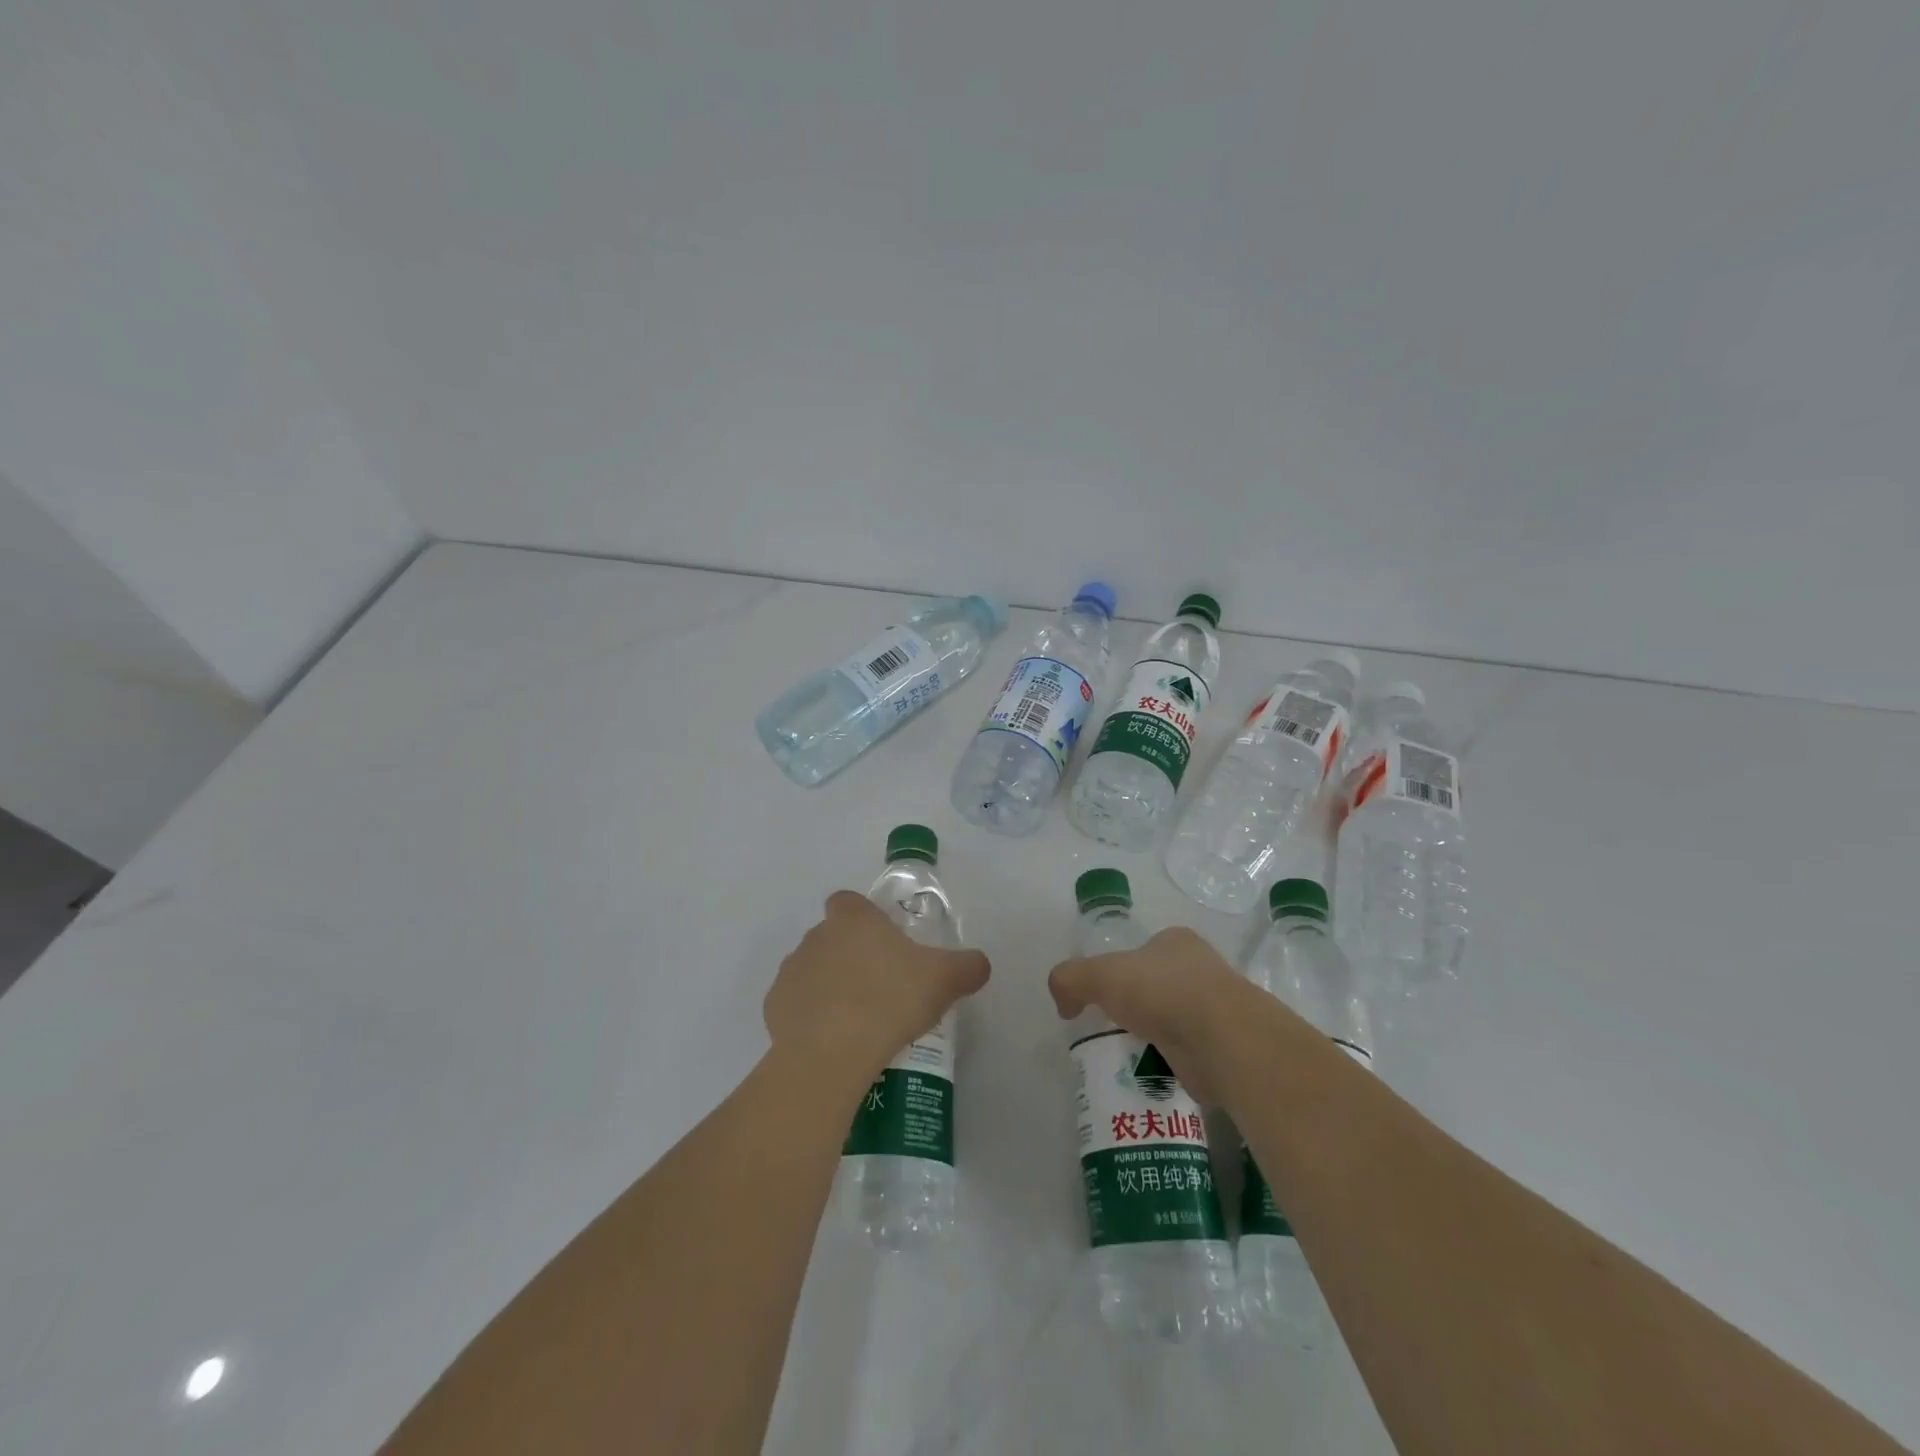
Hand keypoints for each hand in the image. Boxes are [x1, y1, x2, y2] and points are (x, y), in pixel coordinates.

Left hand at [765, 891, 990, 1088]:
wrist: (832, 1053)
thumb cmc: (891, 1000)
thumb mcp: (945, 980)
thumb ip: (968, 966)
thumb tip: (980, 964)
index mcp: (853, 919)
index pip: (849, 901)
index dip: (865, 917)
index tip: (884, 943)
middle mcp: (816, 936)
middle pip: (832, 936)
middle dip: (851, 956)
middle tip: (881, 988)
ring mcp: (791, 971)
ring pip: (812, 970)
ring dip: (829, 986)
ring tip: (858, 1020)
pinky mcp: (774, 1008)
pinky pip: (796, 1006)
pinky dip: (810, 1018)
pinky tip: (833, 1041)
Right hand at [1048, 926, 1266, 1104]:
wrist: (1223, 1041)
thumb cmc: (1162, 993)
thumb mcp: (1100, 975)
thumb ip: (1070, 979)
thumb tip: (1064, 1004)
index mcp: (1176, 942)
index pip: (1142, 952)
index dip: (1119, 971)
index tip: (1103, 997)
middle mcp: (1201, 969)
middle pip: (1158, 986)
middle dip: (1138, 1006)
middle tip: (1112, 1029)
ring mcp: (1218, 1008)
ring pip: (1173, 1020)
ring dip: (1154, 1036)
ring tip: (1129, 1056)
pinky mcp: (1225, 1047)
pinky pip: (1187, 1053)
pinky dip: (1170, 1062)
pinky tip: (1154, 1073)